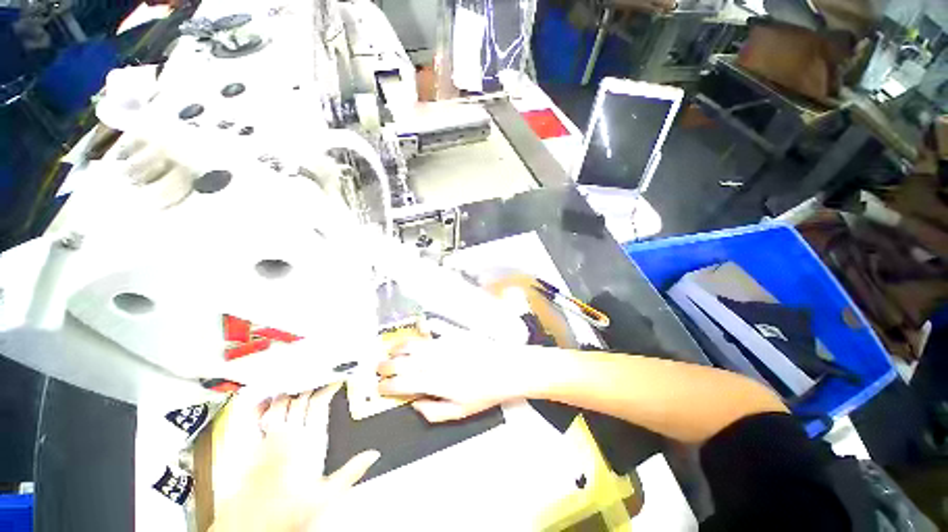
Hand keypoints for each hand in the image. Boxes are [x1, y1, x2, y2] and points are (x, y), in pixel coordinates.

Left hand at [210, 385, 379, 531]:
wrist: (252, 528)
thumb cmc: (288, 512)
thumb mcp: (327, 495)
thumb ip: (352, 471)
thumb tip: (373, 454)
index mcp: (308, 442)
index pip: (319, 403)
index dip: (328, 388)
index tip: (336, 380)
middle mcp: (288, 435)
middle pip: (299, 398)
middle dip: (311, 386)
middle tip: (320, 379)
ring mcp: (267, 439)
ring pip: (279, 403)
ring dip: (290, 392)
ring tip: (299, 384)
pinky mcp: (250, 447)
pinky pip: (255, 418)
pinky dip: (262, 405)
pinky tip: (267, 399)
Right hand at [376, 336, 538, 421]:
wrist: (506, 367)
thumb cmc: (484, 392)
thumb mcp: (460, 412)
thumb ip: (433, 412)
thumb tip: (415, 404)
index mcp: (433, 382)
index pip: (401, 383)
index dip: (386, 386)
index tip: (380, 388)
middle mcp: (433, 361)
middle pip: (401, 361)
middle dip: (385, 365)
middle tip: (380, 369)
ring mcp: (442, 345)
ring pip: (412, 344)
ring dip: (398, 348)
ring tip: (392, 353)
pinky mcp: (451, 335)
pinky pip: (429, 334)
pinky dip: (417, 337)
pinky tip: (415, 341)